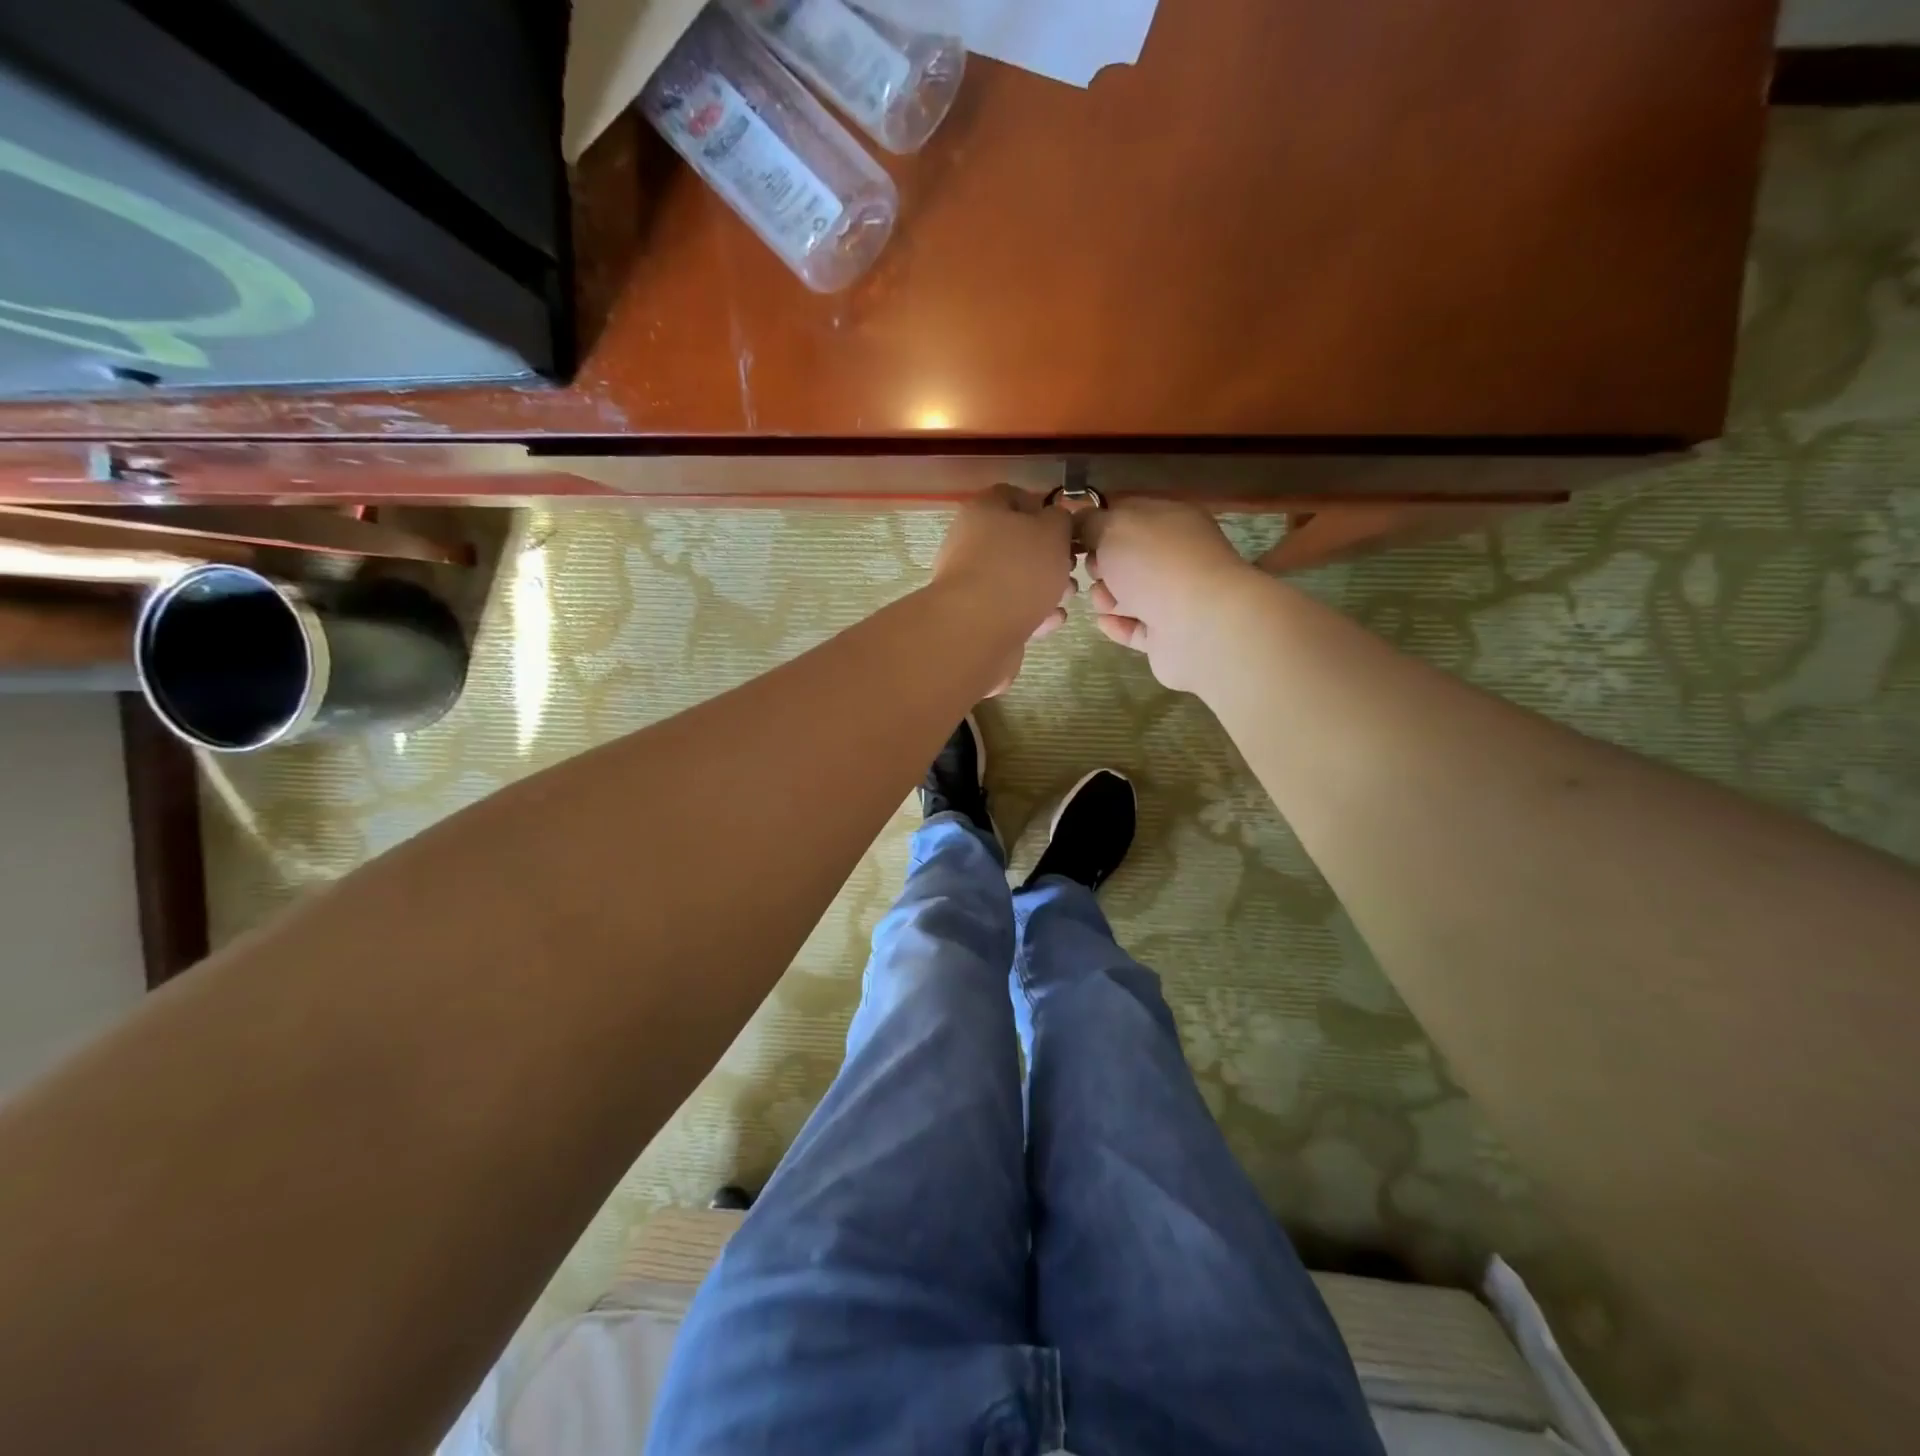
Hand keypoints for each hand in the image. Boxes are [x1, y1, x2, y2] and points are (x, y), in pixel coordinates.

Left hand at [932, 485, 1075, 694]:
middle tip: (1071, 568)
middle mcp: (970, 543)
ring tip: (1066, 599)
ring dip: (1046, 588)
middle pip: (1016, 542)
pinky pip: (1010, 609)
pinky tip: (1050, 622)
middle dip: (1050, 556)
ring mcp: (970, 583)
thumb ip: (1060, 520)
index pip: (1012, 496)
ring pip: (1016, 579)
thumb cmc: (1018, 570)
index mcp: (983, 510)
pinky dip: (1033, 614)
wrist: (977, 631)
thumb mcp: (1053, 531)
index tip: (1067, 527)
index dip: (1043, 508)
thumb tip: (1055, 520)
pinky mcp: (976, 617)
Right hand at [1081, 499, 1257, 691]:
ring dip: (1107, 597)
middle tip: (1093, 570)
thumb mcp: (1115, 527)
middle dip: (1101, 564)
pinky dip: (1119, 624)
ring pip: (1130, 594)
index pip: (1129, 514)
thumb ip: (1091, 522)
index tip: (1074, 537)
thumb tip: (1080, 520)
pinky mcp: (1170, 635)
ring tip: (1103, 601)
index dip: (1099, 524)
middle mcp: (1177, 556)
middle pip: (1127, 557)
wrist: (1198, 625)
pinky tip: (1104, 622)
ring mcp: (1176, 598)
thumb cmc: (1156, 564)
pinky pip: (1136, 627)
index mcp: (1172, 520)